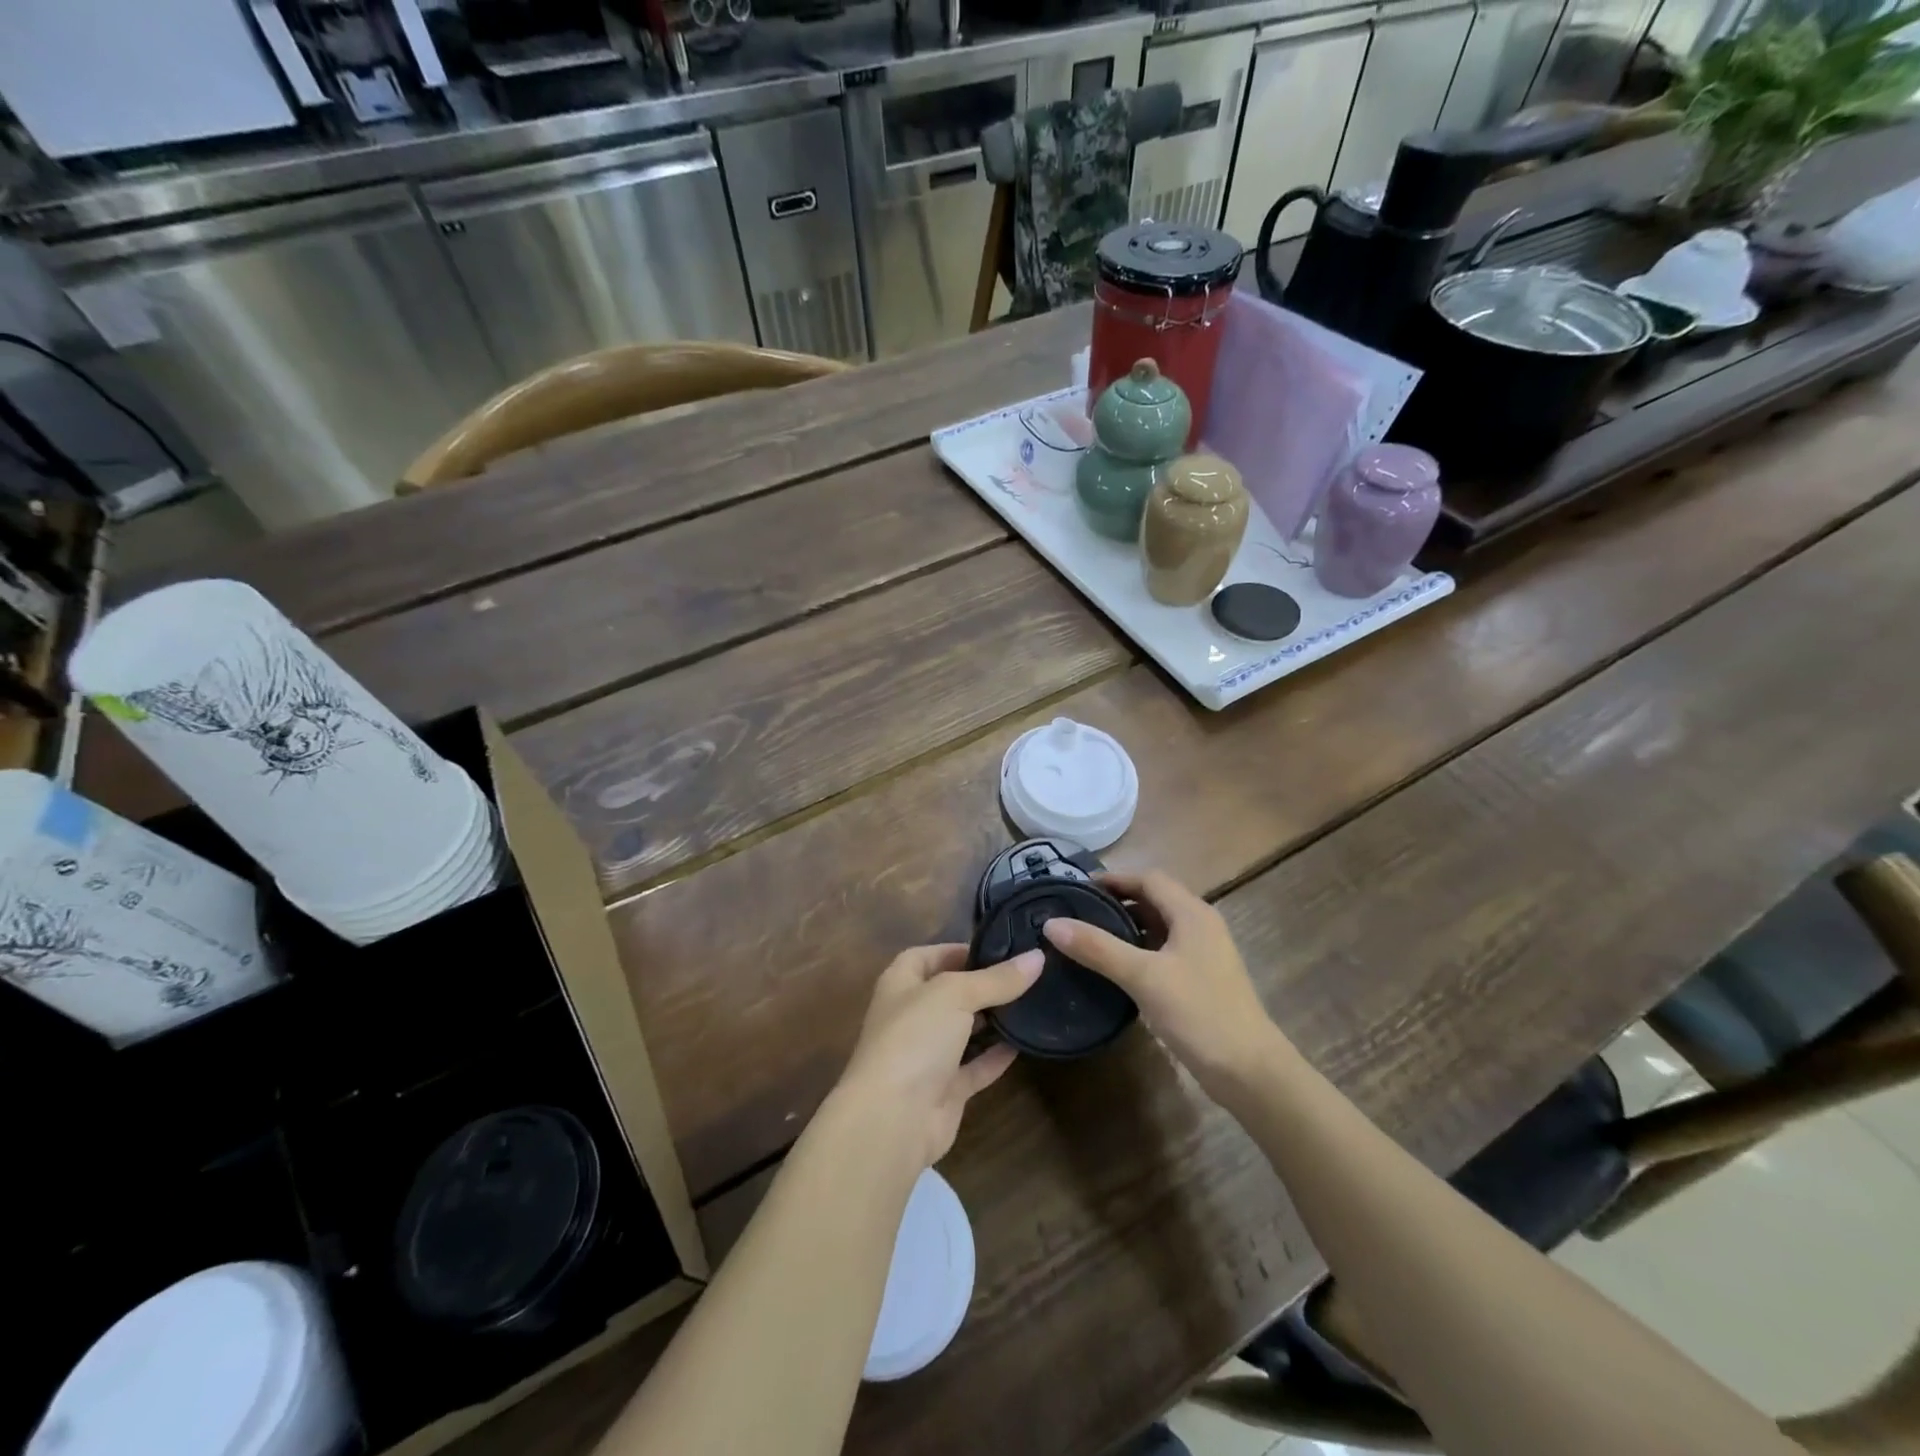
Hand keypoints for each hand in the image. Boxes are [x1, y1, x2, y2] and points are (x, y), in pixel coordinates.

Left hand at [835, 943, 1043, 1168]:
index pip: (928, 956)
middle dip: (983, 984)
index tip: (999, 948)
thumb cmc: (914, 1038)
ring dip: (992, 1020)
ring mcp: (927, 1055)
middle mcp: (911, 1016)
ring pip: (964, 1030)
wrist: (893, 1119)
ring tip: (1032, 1002)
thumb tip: (1038, 957)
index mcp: (901, 983)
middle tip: (1026, 974)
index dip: (959, 950)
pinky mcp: (944, 1090)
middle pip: (950, 992)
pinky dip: (996, 1056)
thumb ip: (997, 979)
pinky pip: (975, 1067)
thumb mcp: (955, 994)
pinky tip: (1025, 1043)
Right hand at [1042, 870, 1279, 1090]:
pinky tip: (1115, 968)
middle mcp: (1200, 925)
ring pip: (1159, 926)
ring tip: (1088, 937)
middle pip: (1154, 899)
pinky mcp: (1200, 979)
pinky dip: (1138, 950)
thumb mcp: (1143, 977)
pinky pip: (1163, 951)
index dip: (1113, 879)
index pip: (1148, 879)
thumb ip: (1098, 948)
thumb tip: (1052, 923)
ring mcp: (1203, 954)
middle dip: (1117, 901)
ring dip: (1127, 926)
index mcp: (1192, 913)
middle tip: (1078, 912)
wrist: (1250, 1071)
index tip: (1077, 889)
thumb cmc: (1199, 1013)